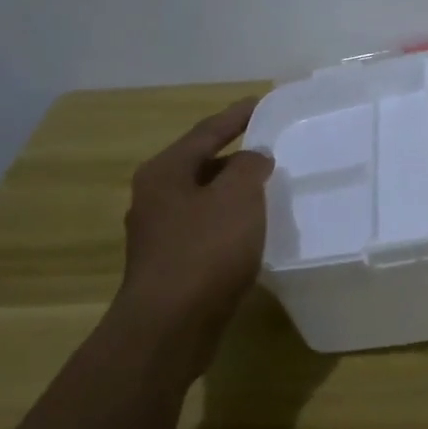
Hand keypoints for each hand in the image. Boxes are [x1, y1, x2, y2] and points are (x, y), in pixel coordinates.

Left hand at [118, 97, 273, 368]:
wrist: (170, 326)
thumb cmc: (205, 251)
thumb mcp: (238, 197)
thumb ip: (250, 167)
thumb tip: (254, 158)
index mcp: (165, 171)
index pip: (207, 131)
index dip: (237, 115)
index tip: (263, 102)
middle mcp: (155, 196)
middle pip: (202, 164)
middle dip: (237, 155)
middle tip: (271, 148)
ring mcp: (160, 233)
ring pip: (204, 198)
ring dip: (234, 191)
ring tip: (269, 187)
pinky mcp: (171, 264)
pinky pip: (206, 228)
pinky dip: (230, 221)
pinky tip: (253, 230)